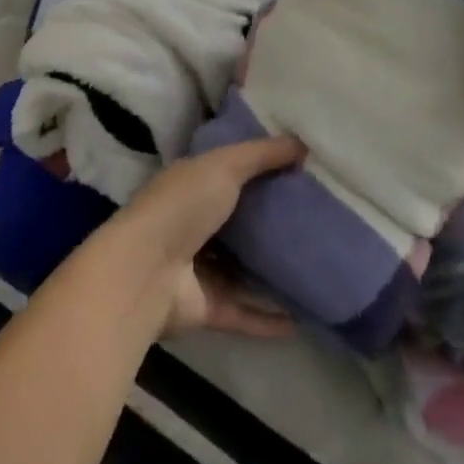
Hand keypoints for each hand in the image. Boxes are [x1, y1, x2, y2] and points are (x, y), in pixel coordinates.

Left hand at [106, 136, 305, 338]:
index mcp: (190, 186)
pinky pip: (244, 311)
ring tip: (314, 270)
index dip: (258, 170)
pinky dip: (269, 318)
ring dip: (270, 273)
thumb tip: (302, 143)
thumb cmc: (183, 206)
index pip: (226, 173)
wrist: (146, 271)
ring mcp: (198, 268)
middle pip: (237, 223)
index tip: (298, 172)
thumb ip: (261, 154)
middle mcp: (192, 225)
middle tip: (316, 221)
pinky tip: (301, 320)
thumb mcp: (224, 166)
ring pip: (240, 270)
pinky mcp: (206, 308)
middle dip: (269, 222)